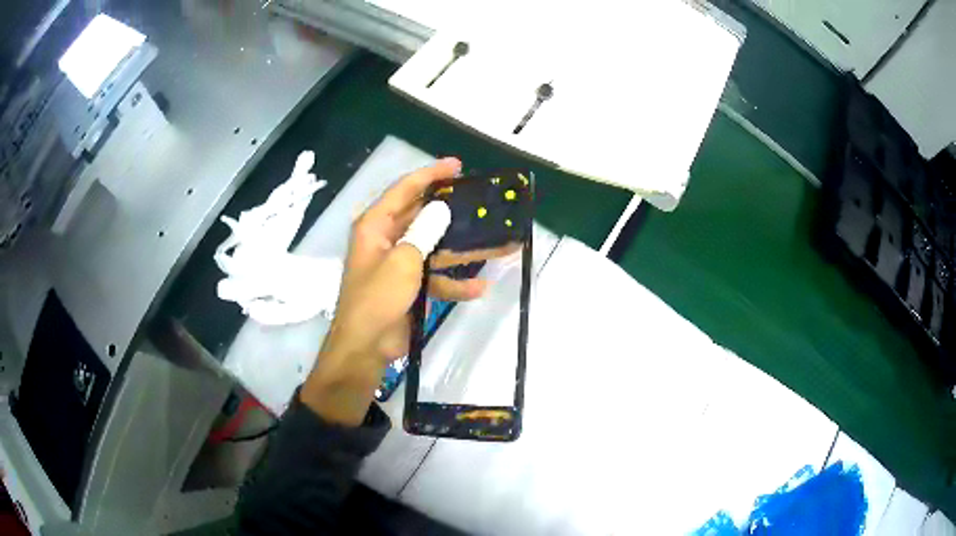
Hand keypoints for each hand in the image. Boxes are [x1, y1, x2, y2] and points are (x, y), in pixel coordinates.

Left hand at [301, 158, 515, 424]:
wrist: (366, 348)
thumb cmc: (377, 300)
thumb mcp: (403, 262)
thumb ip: (424, 232)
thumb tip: (441, 209)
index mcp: (375, 226)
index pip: (404, 190)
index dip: (430, 175)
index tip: (457, 165)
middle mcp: (386, 239)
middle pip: (422, 216)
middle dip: (452, 211)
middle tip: (479, 200)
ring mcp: (399, 263)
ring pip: (435, 247)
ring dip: (463, 250)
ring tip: (498, 244)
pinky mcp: (409, 285)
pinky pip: (435, 276)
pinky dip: (454, 282)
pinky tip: (479, 287)